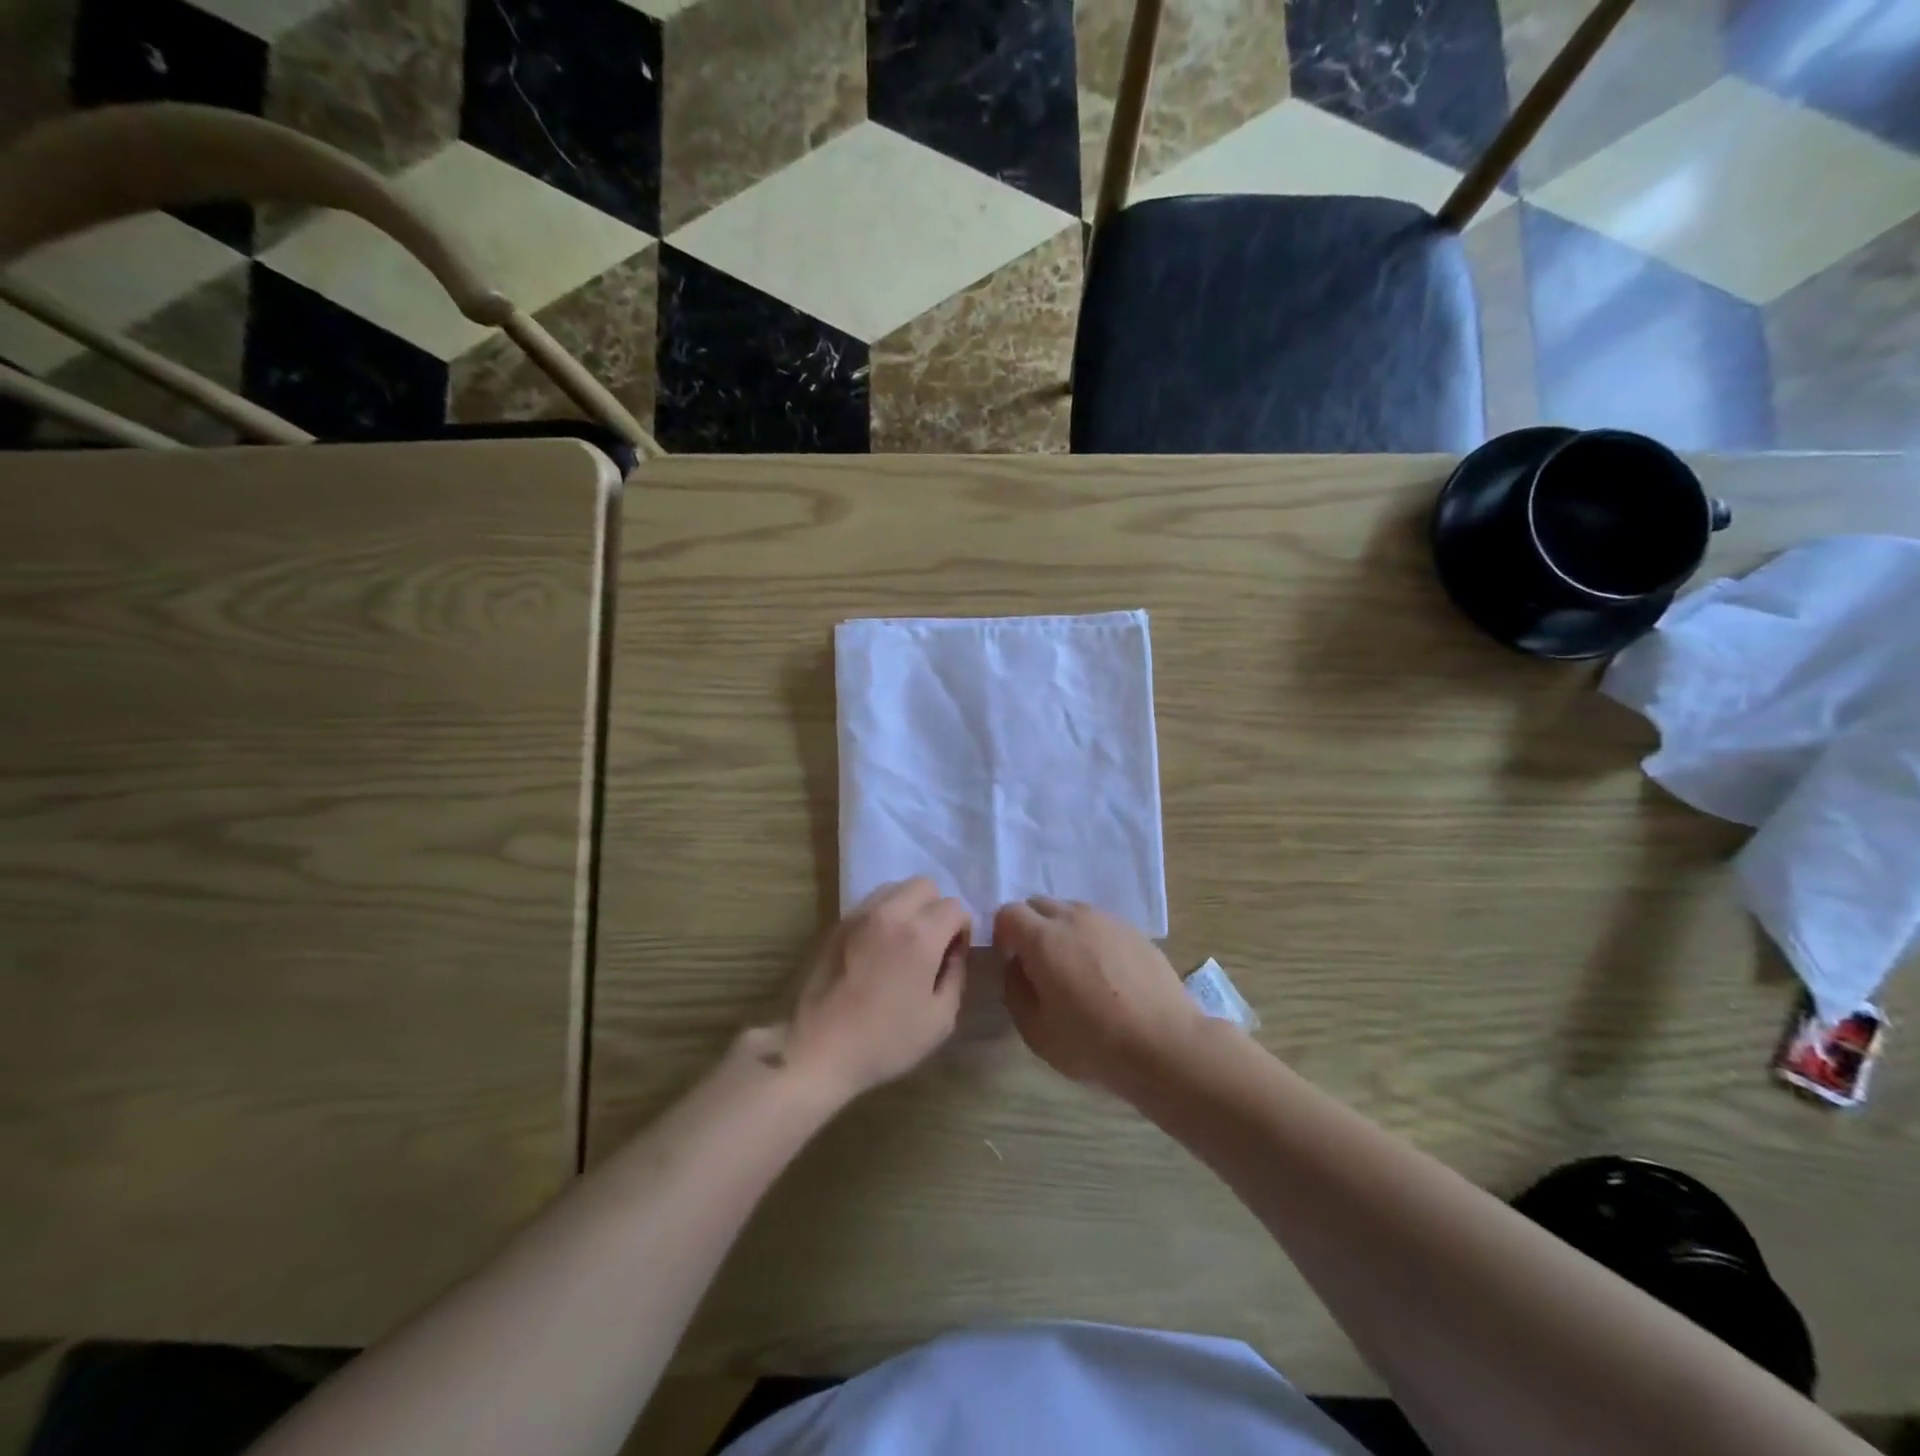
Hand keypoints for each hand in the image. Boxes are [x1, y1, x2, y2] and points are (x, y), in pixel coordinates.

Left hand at [779, 878, 970, 1101]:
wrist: (817, 1050)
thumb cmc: (884, 1041)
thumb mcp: (939, 1020)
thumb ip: (956, 976)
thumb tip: (954, 951)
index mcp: (920, 936)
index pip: (954, 906)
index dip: (962, 929)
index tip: (953, 955)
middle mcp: (890, 914)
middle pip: (925, 885)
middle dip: (936, 908)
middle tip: (931, 943)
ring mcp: (859, 916)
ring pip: (894, 888)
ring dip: (908, 906)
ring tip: (903, 942)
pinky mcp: (837, 925)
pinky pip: (870, 904)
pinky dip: (883, 915)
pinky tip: (878, 949)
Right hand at [994, 897, 1204, 1092]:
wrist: (1164, 1044)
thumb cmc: (1093, 1042)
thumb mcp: (1036, 1031)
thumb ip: (1015, 990)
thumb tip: (1017, 966)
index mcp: (1044, 938)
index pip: (1008, 912)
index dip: (1003, 934)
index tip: (1011, 962)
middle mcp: (1074, 917)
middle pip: (1039, 904)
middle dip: (1030, 927)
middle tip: (1038, 965)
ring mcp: (1108, 920)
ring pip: (1071, 910)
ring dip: (1061, 930)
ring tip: (1073, 968)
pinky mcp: (1134, 930)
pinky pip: (1100, 923)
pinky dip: (1091, 938)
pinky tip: (1105, 973)